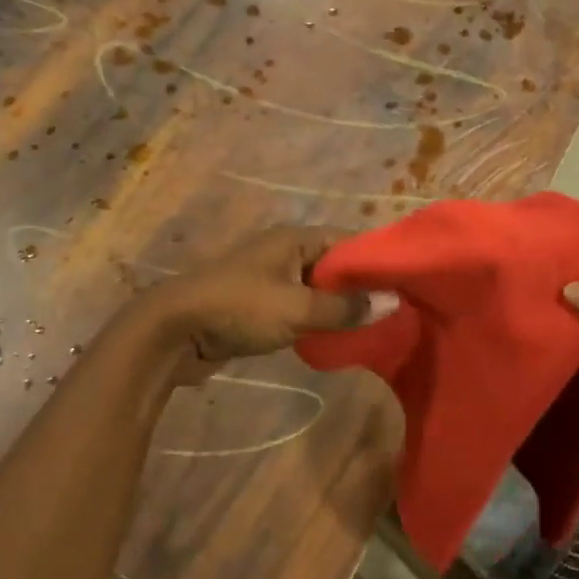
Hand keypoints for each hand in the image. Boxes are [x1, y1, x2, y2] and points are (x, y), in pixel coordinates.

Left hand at [142, 226, 395, 382]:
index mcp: (293, 240)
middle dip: (360, 288)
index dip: (375, 260)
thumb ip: (344, 308)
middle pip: (333, 265)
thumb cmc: (238, 309)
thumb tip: (392, 302)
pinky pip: (298, 307)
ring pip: (316, 289)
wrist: (173, 331)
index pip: (346, 240)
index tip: (405, 284)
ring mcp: (268, 279)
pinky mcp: (257, 305)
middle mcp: (282, 252)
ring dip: (338, 307)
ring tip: (372, 328)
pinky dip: (316, 319)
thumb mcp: (296, 308)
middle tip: (395, 311)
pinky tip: (336, 338)